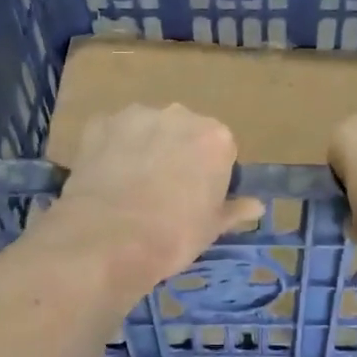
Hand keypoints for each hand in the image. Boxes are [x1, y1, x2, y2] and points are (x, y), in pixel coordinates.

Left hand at [46, 105, 262, 292]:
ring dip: (143, 148)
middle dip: (177, 154)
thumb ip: (234, 209)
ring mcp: (136, 116)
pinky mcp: (99, 123)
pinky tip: (104, 180)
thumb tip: (256, 206)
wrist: (107, 240)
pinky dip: (110, 150)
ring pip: (146, 129)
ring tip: (129, 187)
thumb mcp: (211, 228)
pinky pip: (112, 134)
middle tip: (163, 192)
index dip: (209, 174)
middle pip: (183, 132)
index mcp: (215, 137)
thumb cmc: (173, 236)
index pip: (220, 150)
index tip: (197, 198)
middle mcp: (179, 115)